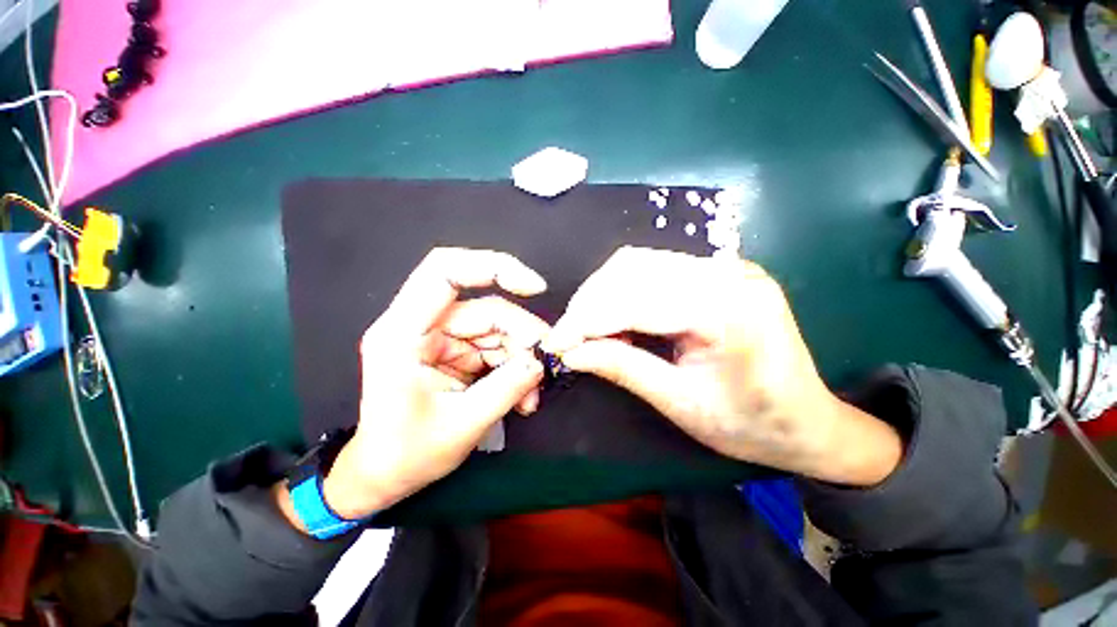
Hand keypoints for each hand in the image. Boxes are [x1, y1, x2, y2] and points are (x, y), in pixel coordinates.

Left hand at [279, 248, 548, 526]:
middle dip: (522, 336)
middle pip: (486, 308)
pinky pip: (496, 347)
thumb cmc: (406, 455)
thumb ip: (506, 389)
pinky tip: (524, 395)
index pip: (445, 271)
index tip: (534, 288)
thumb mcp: (461, 426)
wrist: (383, 476)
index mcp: (403, 333)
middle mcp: (422, 326)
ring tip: (532, 395)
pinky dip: (515, 367)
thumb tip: (541, 361)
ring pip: (497, 329)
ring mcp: (442, 338)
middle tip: (545, 366)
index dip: (492, 266)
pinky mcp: (457, 351)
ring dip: (522, 357)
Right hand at [545, 247, 900, 485]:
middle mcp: (728, 275)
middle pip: (634, 269)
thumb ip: (623, 369)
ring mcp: (726, 267)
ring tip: (587, 327)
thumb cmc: (750, 424)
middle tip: (568, 336)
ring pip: (640, 263)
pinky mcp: (718, 271)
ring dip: (602, 293)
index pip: (636, 301)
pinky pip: (655, 268)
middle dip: (590, 302)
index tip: (554, 342)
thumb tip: (571, 353)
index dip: (587, 320)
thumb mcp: (680, 404)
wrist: (809, 421)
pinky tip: (615, 315)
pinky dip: (623, 289)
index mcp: (728, 313)